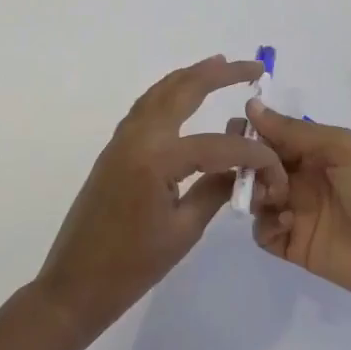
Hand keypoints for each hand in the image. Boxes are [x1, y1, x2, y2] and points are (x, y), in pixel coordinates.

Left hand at [36, 56, 286, 338]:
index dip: (252, 154)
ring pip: (160, 92)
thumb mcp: (183, 231)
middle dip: (219, 74)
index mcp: (157, 158)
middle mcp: (138, 136)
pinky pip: (146, 107)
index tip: (276, 166)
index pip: (218, 144)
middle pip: (182, 91)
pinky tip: (184, 96)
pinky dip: (169, 93)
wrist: (75, 284)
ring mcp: (122, 139)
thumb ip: (215, 190)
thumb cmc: (132, 266)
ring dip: (191, 77)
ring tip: (220, 66)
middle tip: (252, 67)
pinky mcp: (115, 148)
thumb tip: (243, 168)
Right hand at [247, 100, 350, 308]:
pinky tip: (287, 221)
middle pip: (257, 166)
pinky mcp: (292, 245)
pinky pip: (263, 232)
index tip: (234, 130)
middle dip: (246, 162)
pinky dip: (266, 225)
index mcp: (313, 152)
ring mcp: (294, 213)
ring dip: (256, 192)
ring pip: (255, 198)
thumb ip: (293, 130)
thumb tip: (252, 105)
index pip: (271, 136)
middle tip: (244, 166)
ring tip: (274, 196)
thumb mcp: (340, 148)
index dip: (251, 131)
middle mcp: (300, 179)